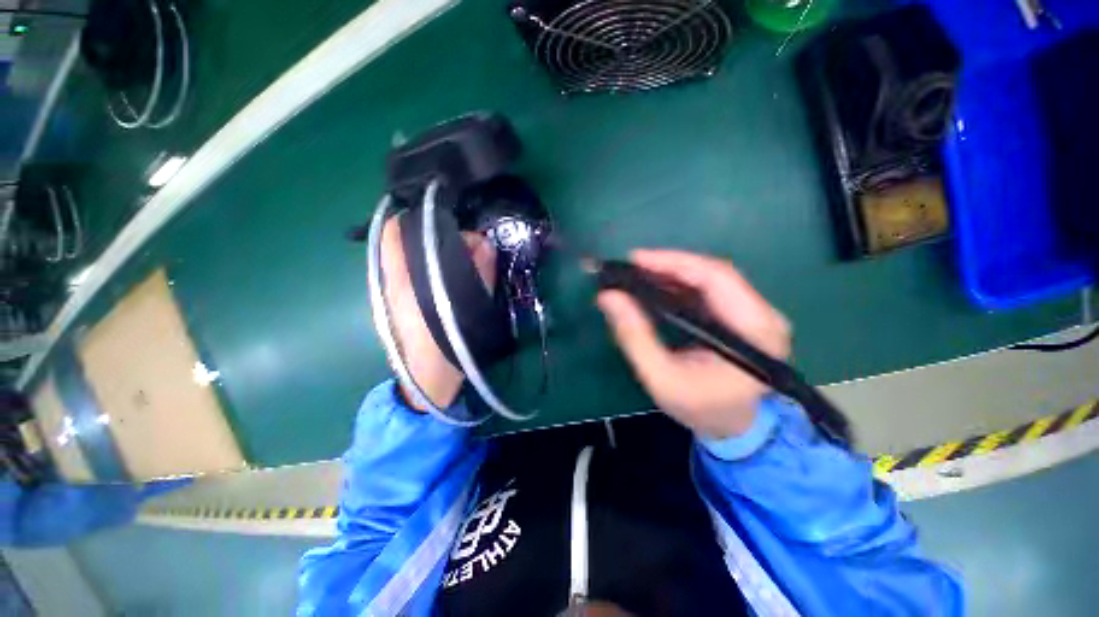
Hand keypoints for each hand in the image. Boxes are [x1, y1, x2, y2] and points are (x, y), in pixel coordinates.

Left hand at [379, 213, 495, 408]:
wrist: (427, 386)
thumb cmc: (447, 352)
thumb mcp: (468, 313)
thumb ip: (478, 275)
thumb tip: (485, 242)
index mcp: (401, 282)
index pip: (398, 230)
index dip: (423, 217)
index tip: (453, 219)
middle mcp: (390, 281)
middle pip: (406, 239)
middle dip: (439, 236)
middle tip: (470, 246)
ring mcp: (391, 292)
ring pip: (412, 255)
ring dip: (438, 251)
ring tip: (467, 261)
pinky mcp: (398, 301)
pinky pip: (415, 270)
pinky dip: (434, 265)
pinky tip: (454, 276)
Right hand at [596, 249, 790, 438]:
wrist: (732, 428)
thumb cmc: (700, 409)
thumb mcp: (661, 378)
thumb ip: (635, 337)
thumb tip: (608, 297)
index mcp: (755, 331)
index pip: (717, 278)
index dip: (674, 263)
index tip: (636, 259)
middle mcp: (764, 315)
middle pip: (714, 273)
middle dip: (669, 265)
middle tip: (631, 266)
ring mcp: (756, 314)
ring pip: (711, 278)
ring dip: (672, 273)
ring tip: (638, 274)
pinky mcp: (743, 316)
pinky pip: (709, 290)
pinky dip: (680, 285)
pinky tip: (656, 286)